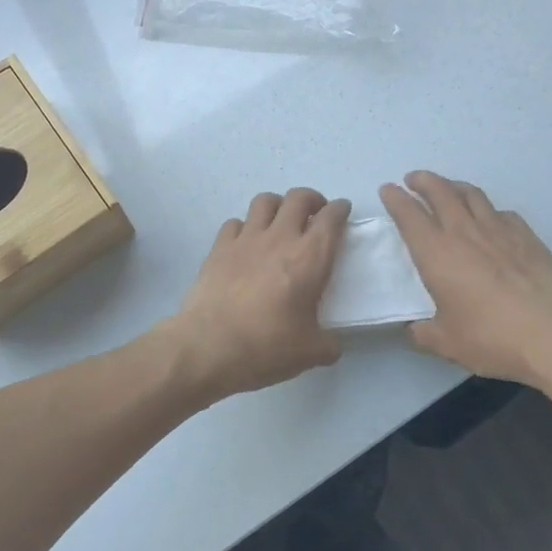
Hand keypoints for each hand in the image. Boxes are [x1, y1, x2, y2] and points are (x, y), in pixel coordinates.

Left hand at [165, 188, 350, 399]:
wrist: (209, 347)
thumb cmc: (267, 347)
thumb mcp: (311, 352)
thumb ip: (328, 343)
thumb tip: (330, 343)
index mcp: (310, 258)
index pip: (331, 218)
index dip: (340, 209)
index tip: (342, 211)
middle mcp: (279, 238)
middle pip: (298, 197)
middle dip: (311, 199)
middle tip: (314, 214)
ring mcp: (246, 239)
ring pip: (265, 201)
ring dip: (278, 206)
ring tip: (280, 222)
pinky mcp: (218, 248)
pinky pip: (235, 222)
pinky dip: (245, 227)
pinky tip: (246, 243)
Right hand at [380, 171, 551, 388]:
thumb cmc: (492, 338)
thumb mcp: (448, 343)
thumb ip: (424, 334)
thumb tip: (413, 329)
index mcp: (436, 253)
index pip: (409, 215)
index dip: (396, 199)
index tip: (388, 190)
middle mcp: (464, 232)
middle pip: (440, 192)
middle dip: (423, 181)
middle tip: (413, 179)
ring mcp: (499, 230)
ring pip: (471, 194)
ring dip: (453, 186)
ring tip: (447, 188)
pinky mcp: (527, 236)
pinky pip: (500, 212)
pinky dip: (487, 209)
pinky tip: (489, 219)